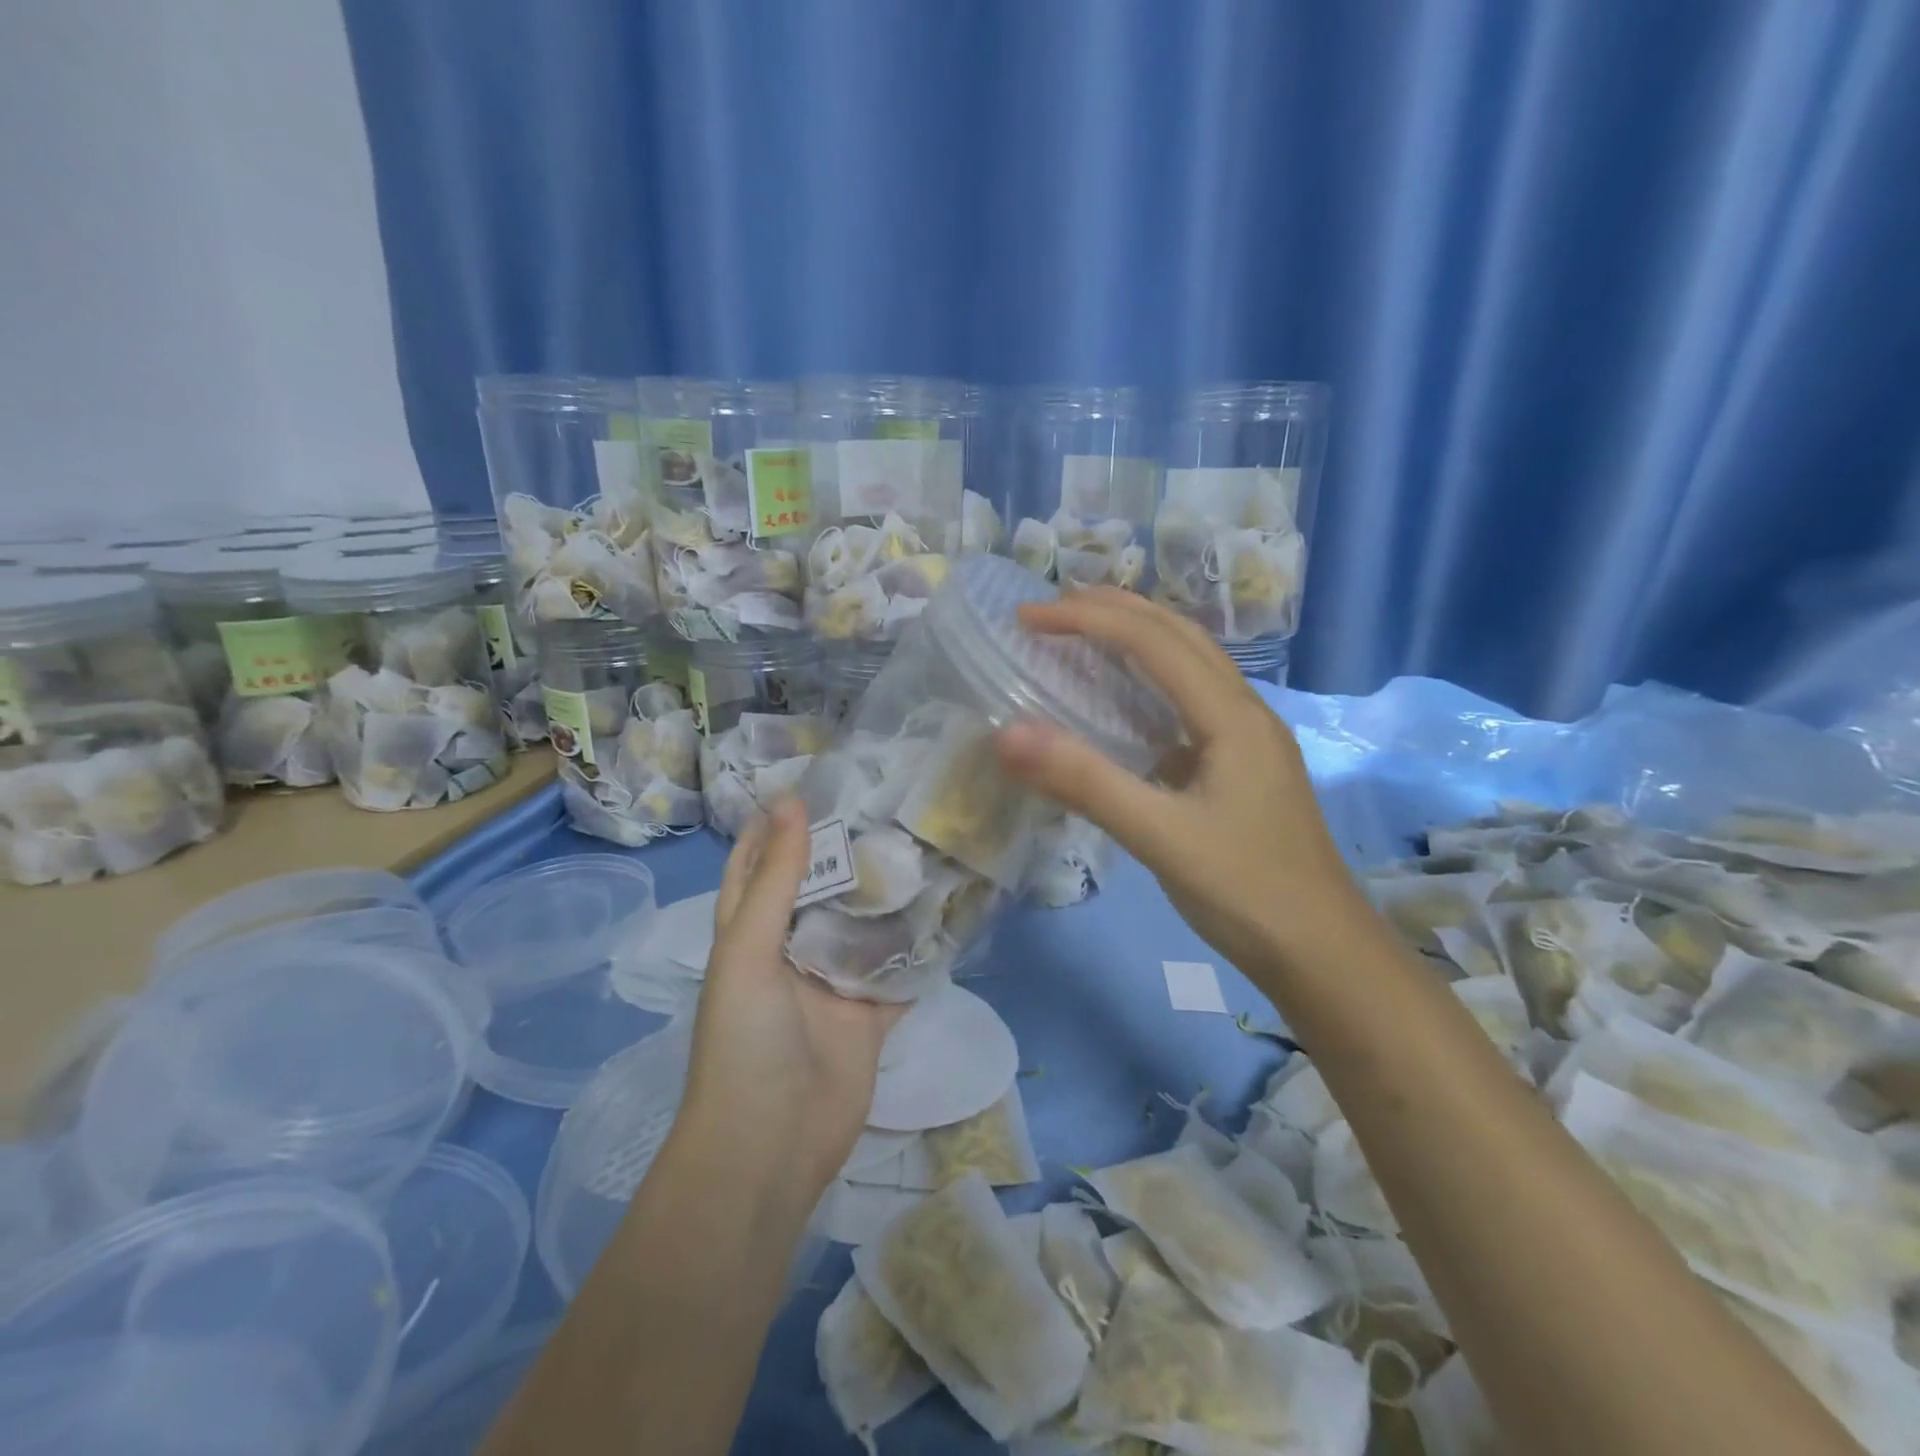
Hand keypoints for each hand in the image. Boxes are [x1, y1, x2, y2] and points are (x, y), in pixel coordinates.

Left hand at [680, 799, 901, 1200]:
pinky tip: (951, 911)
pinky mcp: (870, 1015)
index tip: (814, 782)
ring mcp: (833, 984)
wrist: (771, 1145)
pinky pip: (898, 972)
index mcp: (751, 933)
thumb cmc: (745, 1039)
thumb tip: (788, 801)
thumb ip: (776, 878)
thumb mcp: (749, 949)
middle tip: (889, 803)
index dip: (777, 824)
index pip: (760, 864)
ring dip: (887, 894)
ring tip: (924, 842)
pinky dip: (919, 947)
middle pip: (820, 889)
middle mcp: (791, 951)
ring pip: (864, 926)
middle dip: (846, 850)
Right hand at [996, 588, 1367, 977]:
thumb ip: (1085, 782)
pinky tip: (1123, 701)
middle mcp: (1244, 712)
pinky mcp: (1240, 765)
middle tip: (1050, 609)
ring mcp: (1247, 739)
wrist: (1323, 952)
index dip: (1088, 619)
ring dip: (1136, 636)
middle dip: (1114, 609)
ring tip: (1082, 632)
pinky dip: (1148, 679)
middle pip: (1179, 634)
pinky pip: (1189, 700)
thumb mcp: (1159, 837)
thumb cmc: (1246, 892)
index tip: (1028, 617)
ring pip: (1190, 663)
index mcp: (1232, 716)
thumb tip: (1006, 733)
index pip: (1153, 642)